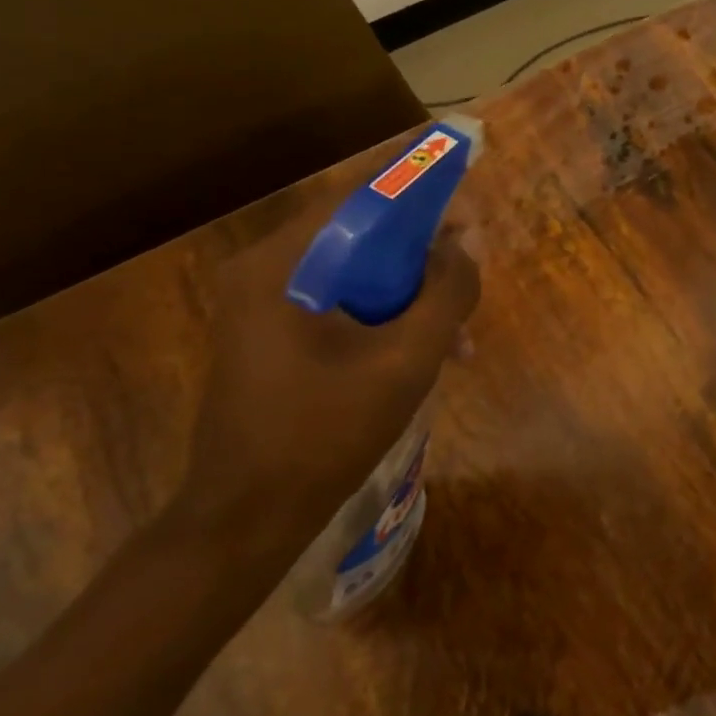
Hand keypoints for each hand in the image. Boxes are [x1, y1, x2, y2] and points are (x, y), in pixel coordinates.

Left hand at [173, 219, 480, 553]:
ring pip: (353, 271)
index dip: (420, 195)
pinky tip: (424, 352)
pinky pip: (338, 302)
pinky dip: (383, 315)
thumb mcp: (407, 360)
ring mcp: (262, 304)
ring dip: (408, 290)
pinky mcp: (270, 334)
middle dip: (421, 251)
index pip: (358, 198)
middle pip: (357, 233)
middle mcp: (263, 270)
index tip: (468, 209)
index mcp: (281, 264)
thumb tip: (469, 240)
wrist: (246, 520)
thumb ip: (447, 292)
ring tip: (457, 330)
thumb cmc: (326, 434)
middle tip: (468, 271)